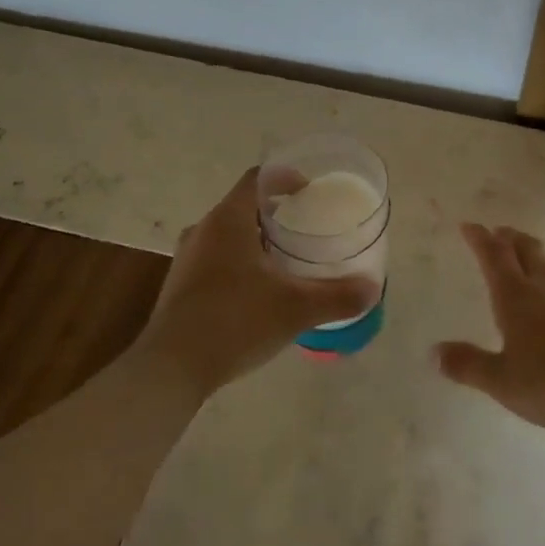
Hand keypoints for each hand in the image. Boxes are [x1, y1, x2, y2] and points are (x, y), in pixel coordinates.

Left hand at [138, 167, 379, 396]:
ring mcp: (187, 259)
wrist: (171, 368)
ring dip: (257, 239)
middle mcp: (203, 231)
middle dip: (275, 212)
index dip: (285, 177)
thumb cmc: (235, 321)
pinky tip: (260, 291)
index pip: (257, 179)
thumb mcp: (295, 308)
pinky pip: (217, 259)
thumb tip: (373, 289)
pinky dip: (241, 262)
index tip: (310, 190)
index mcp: (228, 221)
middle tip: (306, 226)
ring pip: (228, 235)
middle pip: (243, 206)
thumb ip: (338, 296)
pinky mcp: (181, 286)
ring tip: (287, 258)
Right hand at [434, 224, 544, 431]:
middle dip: (510, 239)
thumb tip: (434, 352)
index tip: (469, 226)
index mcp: (516, 297)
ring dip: (544, 256)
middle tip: (500, 232)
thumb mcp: (503, 382)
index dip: (479, 239)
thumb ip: (469, 366)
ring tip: (536, 254)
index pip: (493, 257)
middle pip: (527, 251)